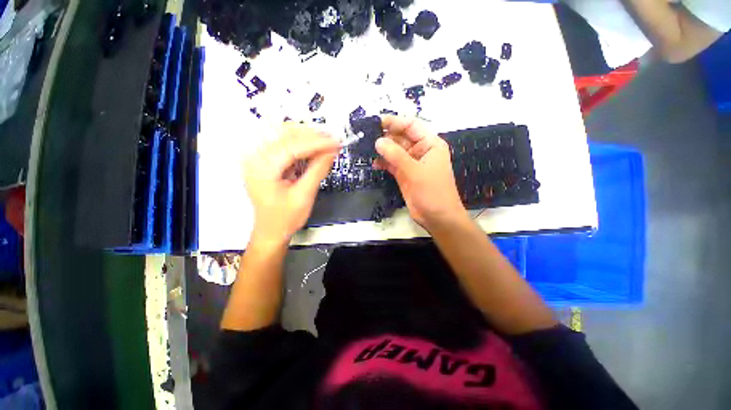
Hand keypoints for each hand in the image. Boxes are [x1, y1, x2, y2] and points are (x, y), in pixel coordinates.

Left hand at [244, 123, 338, 244]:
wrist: (271, 230)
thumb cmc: (284, 218)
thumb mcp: (304, 196)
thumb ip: (317, 171)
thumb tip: (331, 152)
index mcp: (262, 169)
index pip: (292, 146)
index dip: (316, 143)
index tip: (335, 143)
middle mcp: (256, 159)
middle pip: (285, 135)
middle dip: (312, 136)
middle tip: (333, 140)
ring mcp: (259, 159)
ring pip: (285, 137)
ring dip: (308, 138)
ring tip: (327, 143)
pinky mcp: (266, 161)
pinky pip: (285, 145)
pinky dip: (302, 145)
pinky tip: (315, 149)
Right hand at [374, 116, 467, 230]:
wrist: (437, 217)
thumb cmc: (432, 191)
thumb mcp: (414, 171)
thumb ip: (396, 155)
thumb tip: (378, 141)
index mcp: (430, 144)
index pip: (411, 126)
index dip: (395, 122)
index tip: (377, 122)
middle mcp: (421, 151)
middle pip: (401, 138)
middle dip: (386, 136)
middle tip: (367, 135)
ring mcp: (412, 164)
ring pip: (395, 152)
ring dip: (383, 150)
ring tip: (367, 148)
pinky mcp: (405, 175)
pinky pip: (392, 164)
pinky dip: (384, 163)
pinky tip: (374, 163)